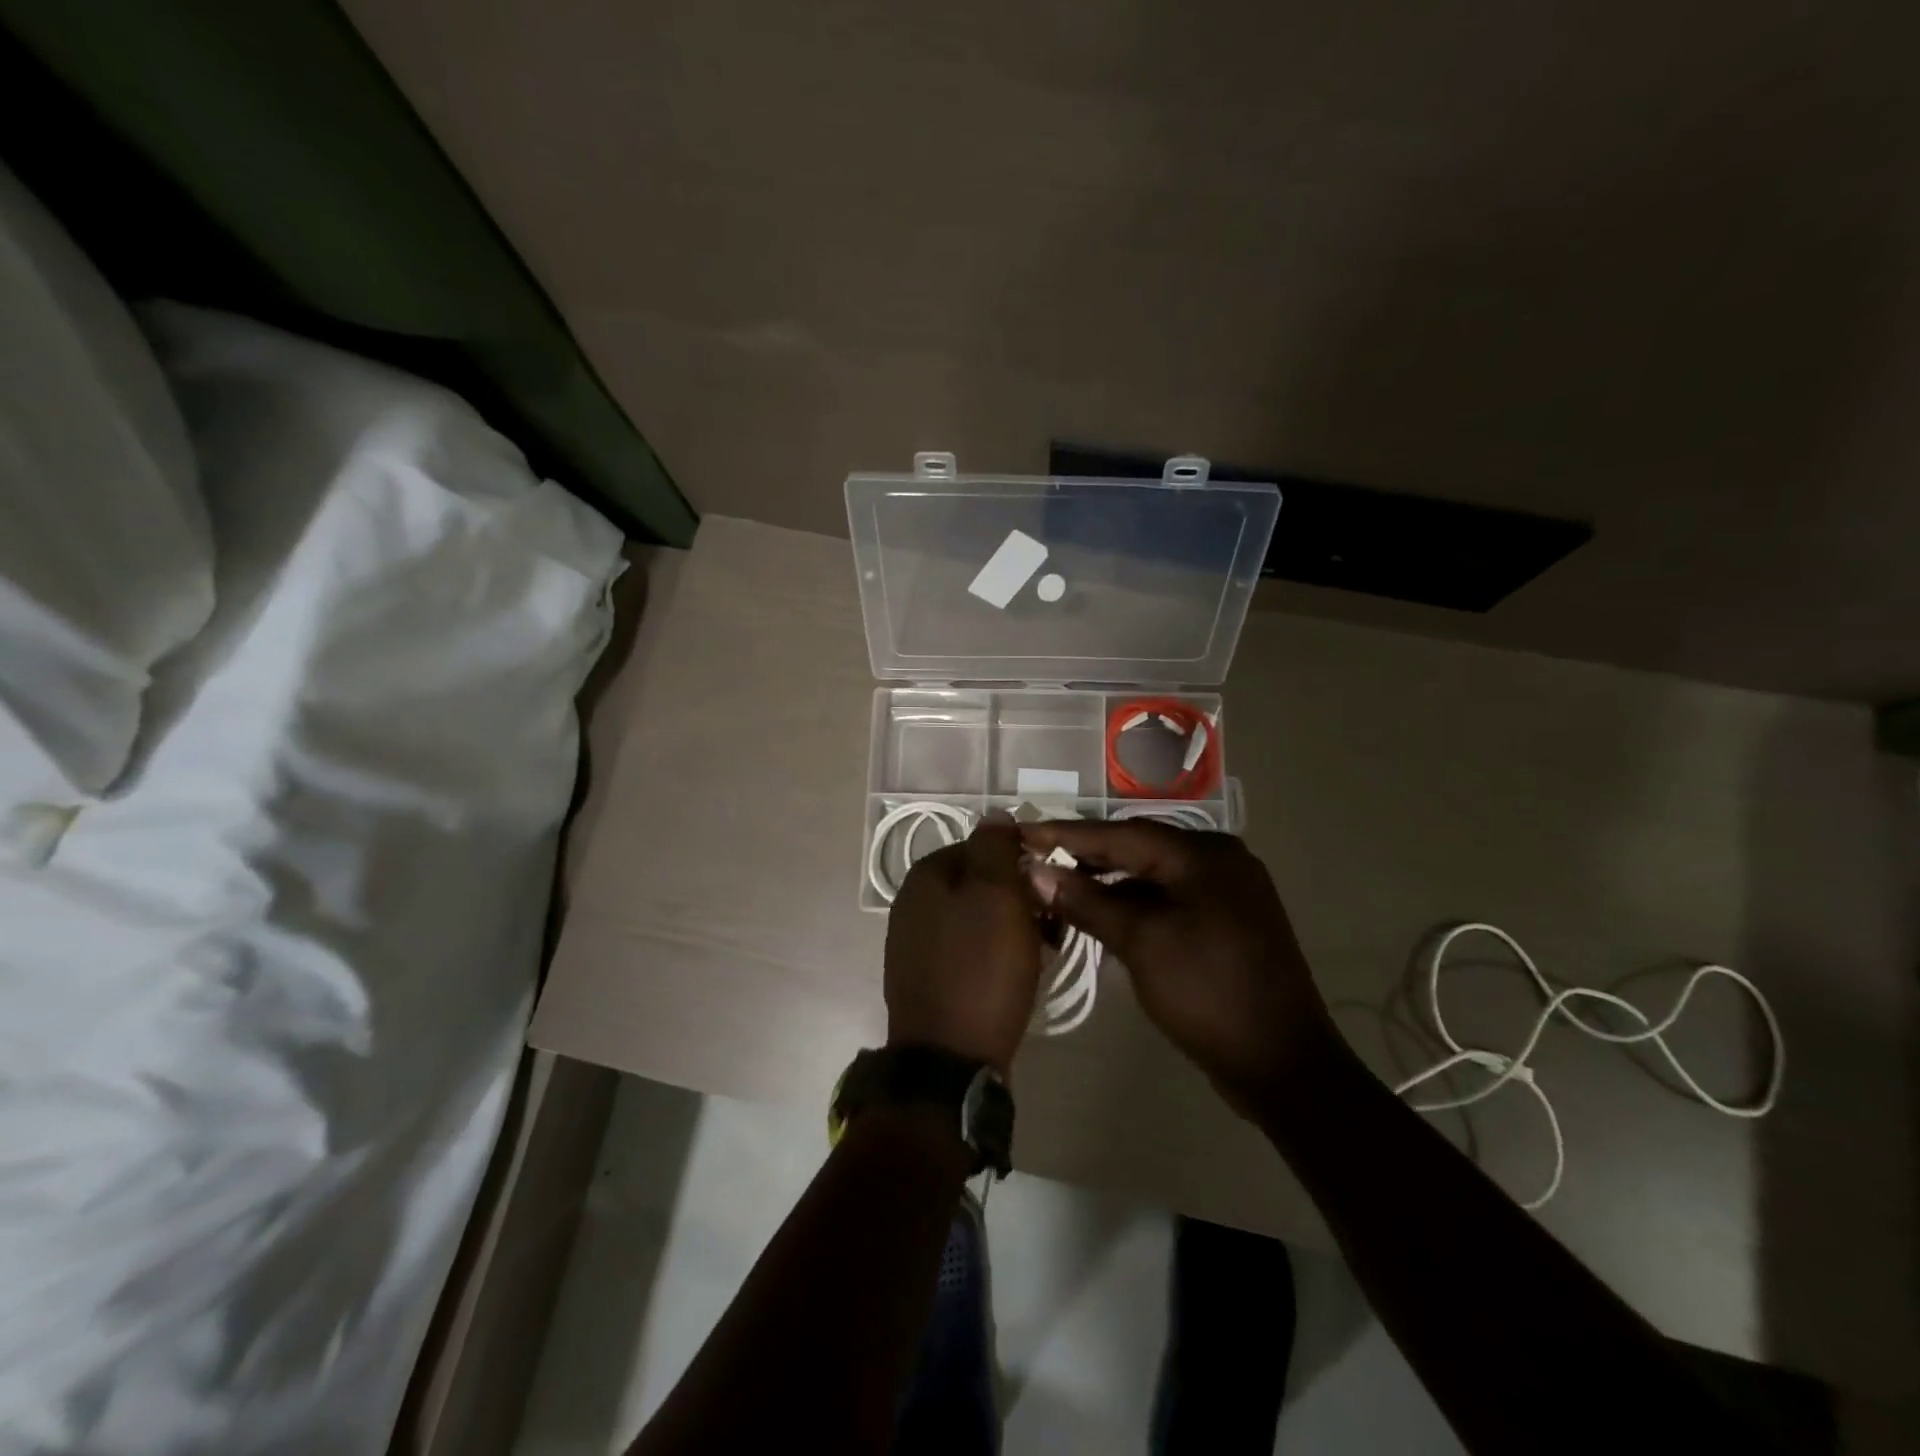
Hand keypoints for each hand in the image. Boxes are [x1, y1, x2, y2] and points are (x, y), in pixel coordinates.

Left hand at [885, 812, 1044, 1074]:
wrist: (949, 1060)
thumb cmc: (980, 970)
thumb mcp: (996, 896)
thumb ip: (995, 847)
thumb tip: (995, 813)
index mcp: (925, 875)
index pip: (984, 846)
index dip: (1022, 863)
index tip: (1050, 890)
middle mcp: (912, 902)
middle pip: (981, 883)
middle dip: (1019, 899)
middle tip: (1050, 927)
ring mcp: (914, 942)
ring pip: (978, 918)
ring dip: (1012, 928)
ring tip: (1039, 953)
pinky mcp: (926, 977)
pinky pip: (969, 950)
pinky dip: (995, 955)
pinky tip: (1015, 975)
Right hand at [1021, 821, 1337, 1111]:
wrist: (1282, 1064)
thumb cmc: (1208, 993)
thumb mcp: (1141, 943)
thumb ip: (1087, 902)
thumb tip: (1035, 872)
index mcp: (1204, 854)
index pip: (1121, 833)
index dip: (1067, 835)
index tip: (1022, 831)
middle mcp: (1219, 860)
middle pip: (1138, 848)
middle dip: (1085, 855)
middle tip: (1034, 858)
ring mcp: (1226, 891)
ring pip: (1153, 874)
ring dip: (1107, 881)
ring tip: (1058, 885)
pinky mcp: (1226, 920)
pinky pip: (1169, 897)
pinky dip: (1133, 902)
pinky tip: (1101, 911)